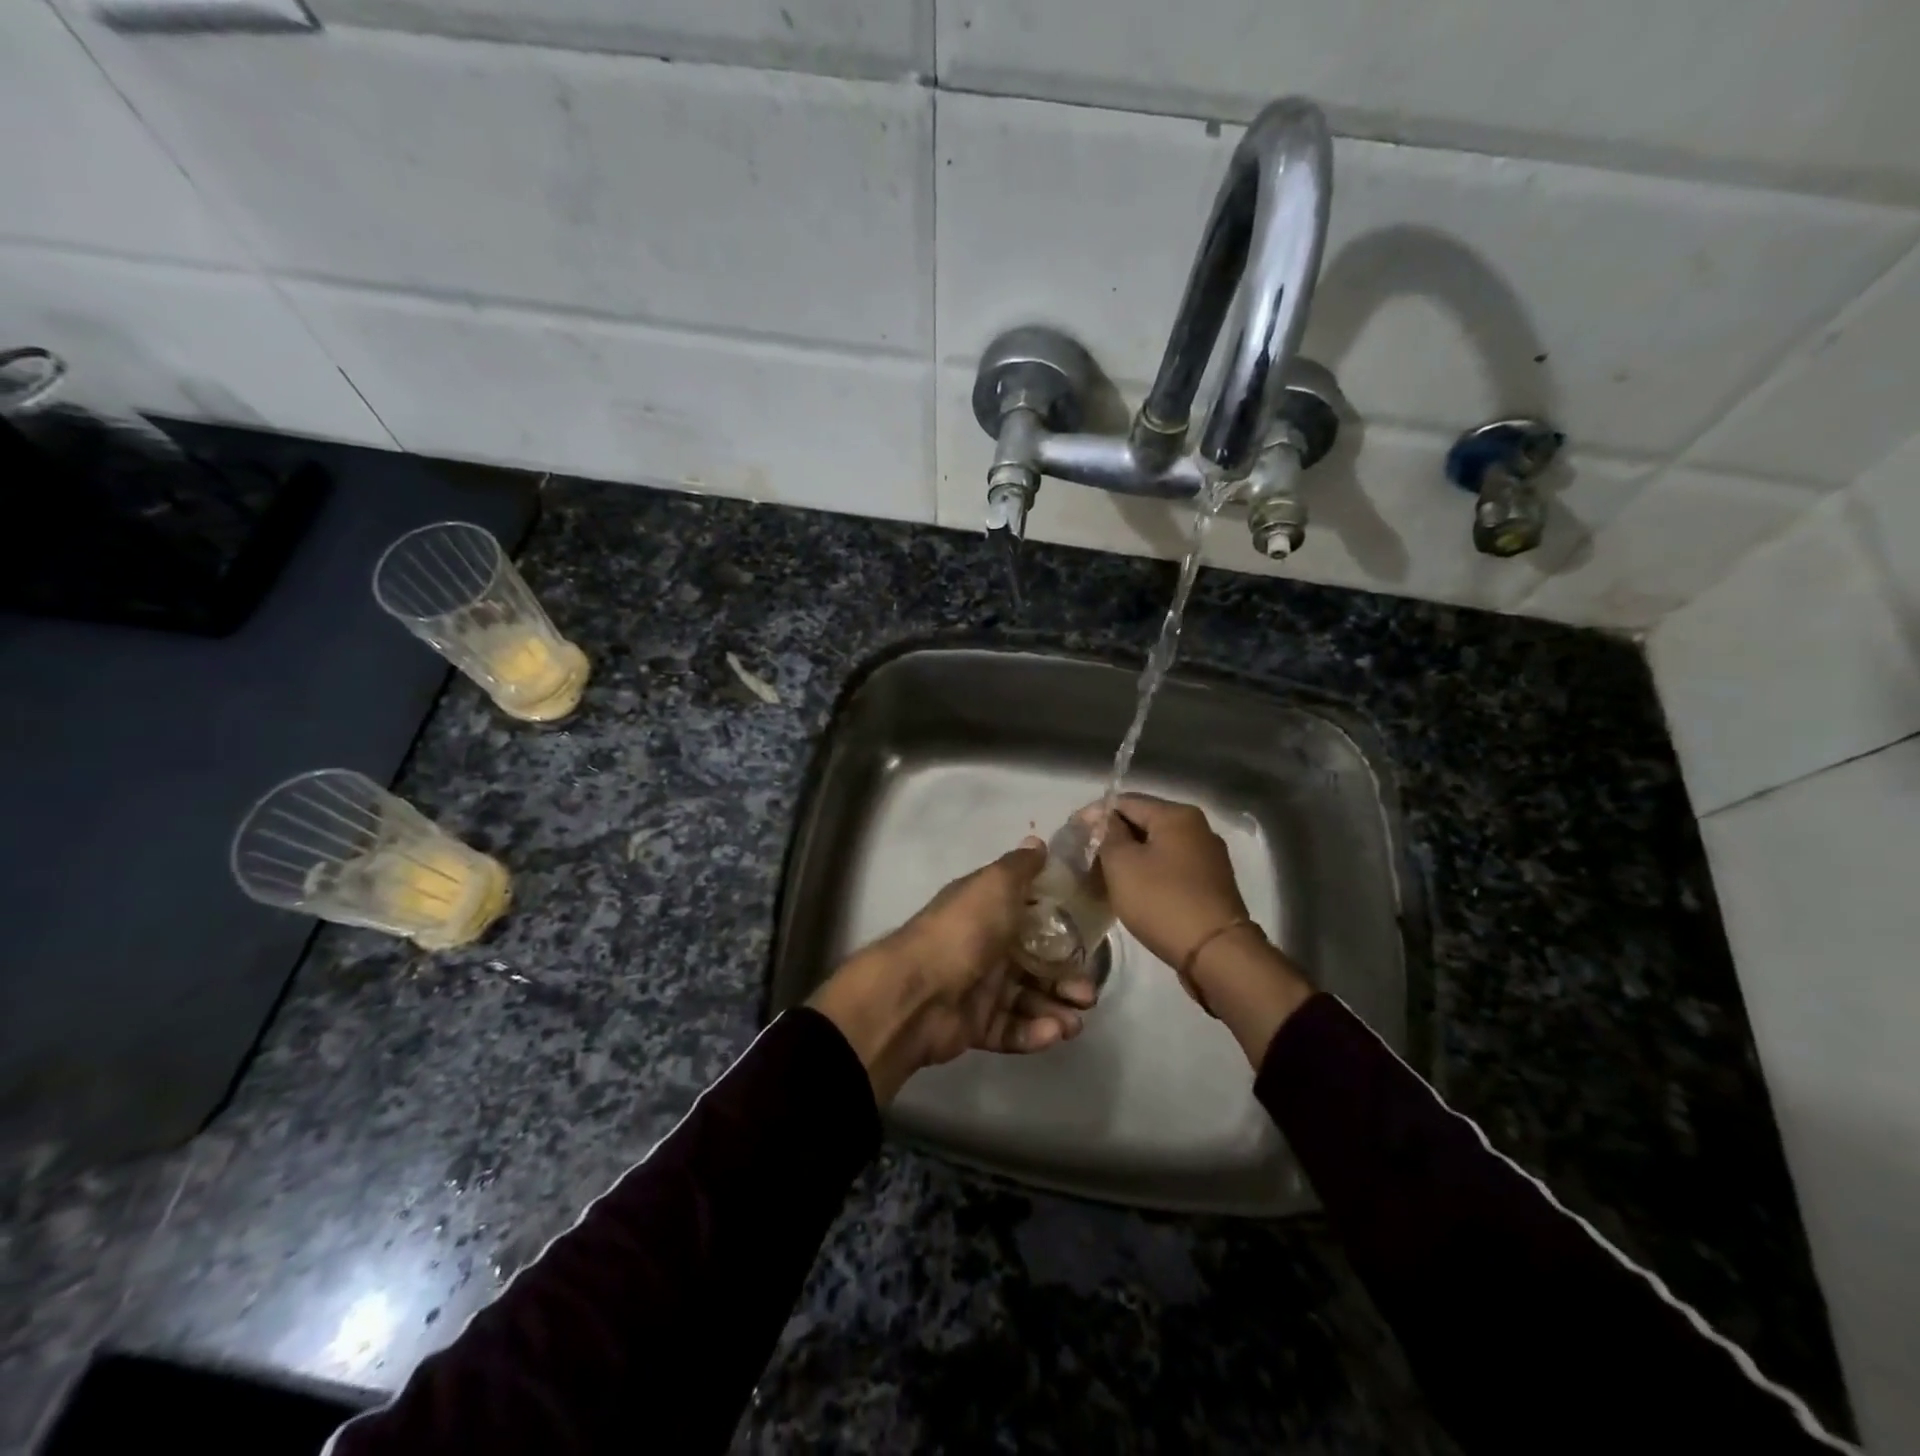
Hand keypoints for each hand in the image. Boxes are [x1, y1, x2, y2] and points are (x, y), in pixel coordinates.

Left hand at [808, 841, 1098, 1103]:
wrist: (917, 993)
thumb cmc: (964, 931)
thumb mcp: (995, 885)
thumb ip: (1021, 867)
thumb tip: (1038, 843)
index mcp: (986, 911)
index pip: (1030, 916)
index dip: (1061, 926)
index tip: (1089, 937)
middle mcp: (983, 947)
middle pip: (1034, 963)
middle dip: (1065, 977)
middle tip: (1088, 993)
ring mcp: (978, 988)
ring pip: (1026, 999)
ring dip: (1055, 1008)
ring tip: (1075, 1022)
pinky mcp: (974, 1026)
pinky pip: (1010, 1030)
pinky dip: (1033, 1032)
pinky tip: (1054, 1033)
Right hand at [1093, 795, 1252, 993]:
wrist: (1216, 953)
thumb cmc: (1162, 901)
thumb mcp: (1122, 864)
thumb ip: (1107, 834)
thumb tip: (1102, 820)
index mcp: (1177, 815)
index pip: (1125, 801)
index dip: (1095, 815)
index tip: (1073, 835)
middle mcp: (1197, 828)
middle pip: (1143, 822)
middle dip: (1112, 836)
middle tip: (1085, 857)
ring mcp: (1207, 856)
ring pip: (1156, 846)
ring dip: (1130, 856)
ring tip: (1103, 875)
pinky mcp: (1210, 883)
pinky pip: (1170, 866)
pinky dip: (1148, 872)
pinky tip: (1132, 889)